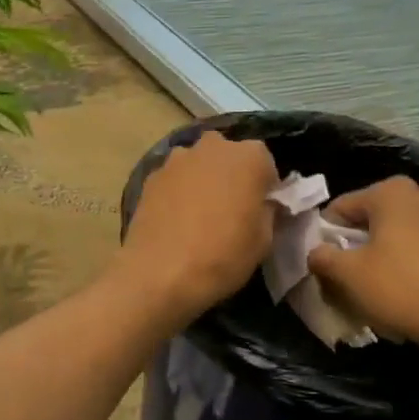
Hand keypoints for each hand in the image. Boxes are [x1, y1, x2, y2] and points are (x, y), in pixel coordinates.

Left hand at [116, 131, 278, 324]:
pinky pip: (174, 180)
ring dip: (202, 181)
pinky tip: (176, 221)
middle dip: (231, 177)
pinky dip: (178, 192)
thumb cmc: (223, 255)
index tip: (259, 210)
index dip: (264, 188)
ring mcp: (177, 159)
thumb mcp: (264, 240)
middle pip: (228, 157)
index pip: (265, 164)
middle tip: (230, 210)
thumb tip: (261, 204)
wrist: (160, 273)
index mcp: (249, 156)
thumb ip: (267, 211)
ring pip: (198, 165)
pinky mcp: (151, 176)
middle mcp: (212, 147)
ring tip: (199, 216)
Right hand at [307, 176, 418, 356]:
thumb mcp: (347, 274)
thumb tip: (317, 252)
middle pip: (374, 217)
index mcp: (392, 192)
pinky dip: (411, 260)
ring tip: (377, 282)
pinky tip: (406, 287)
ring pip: (401, 231)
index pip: (342, 207)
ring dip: (385, 250)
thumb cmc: (399, 288)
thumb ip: (322, 256)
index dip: (326, 234)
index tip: (323, 261)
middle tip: (348, 272)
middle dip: (358, 241)